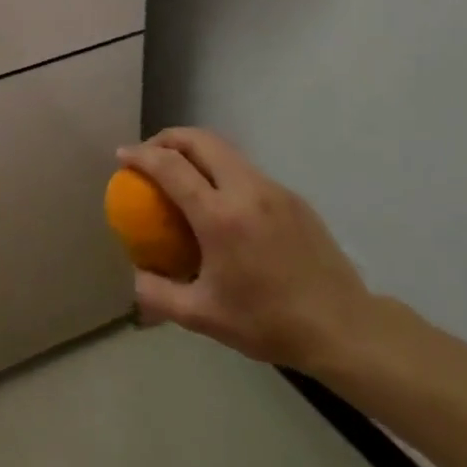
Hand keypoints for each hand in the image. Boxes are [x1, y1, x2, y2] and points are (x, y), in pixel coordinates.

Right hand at [118, 128, 373, 373]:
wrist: (344, 328)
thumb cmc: (268, 322)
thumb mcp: (201, 316)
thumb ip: (157, 293)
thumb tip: (136, 273)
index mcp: (220, 217)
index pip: (171, 166)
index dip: (141, 156)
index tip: (122, 156)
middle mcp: (247, 191)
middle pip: (200, 140)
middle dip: (167, 138)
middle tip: (149, 155)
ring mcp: (274, 191)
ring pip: (226, 151)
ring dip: (196, 151)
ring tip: (180, 174)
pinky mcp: (293, 199)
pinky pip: (247, 171)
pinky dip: (221, 170)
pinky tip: (219, 203)